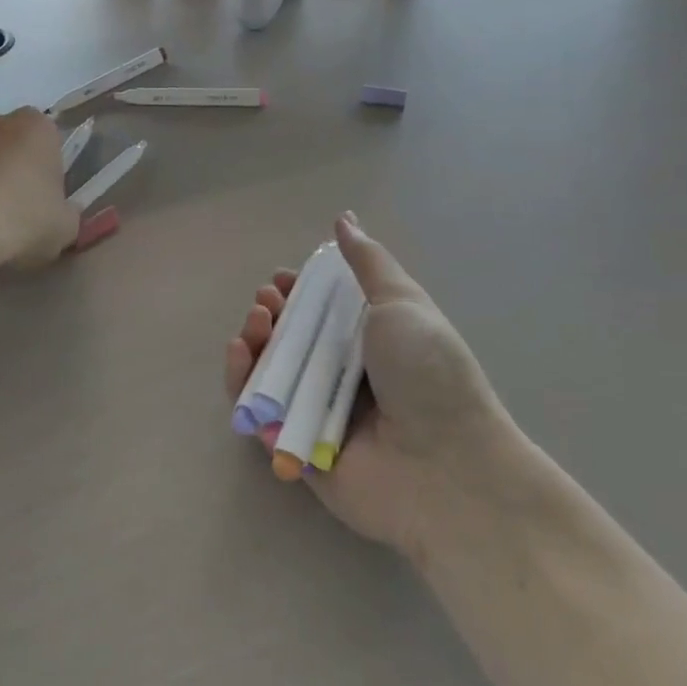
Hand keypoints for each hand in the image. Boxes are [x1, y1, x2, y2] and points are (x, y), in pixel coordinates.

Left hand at [0, 108, 80, 272]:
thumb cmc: (19, 221)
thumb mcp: (65, 228)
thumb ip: (66, 214)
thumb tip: (61, 214)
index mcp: (36, 127)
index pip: (49, 140)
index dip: (48, 170)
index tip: (46, 199)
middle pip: (9, 144)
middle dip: (12, 169)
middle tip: (16, 211)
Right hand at [224, 213, 521, 555]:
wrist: (447, 466)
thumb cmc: (428, 372)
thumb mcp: (401, 302)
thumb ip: (367, 262)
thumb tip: (345, 218)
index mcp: (370, 341)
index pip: (322, 310)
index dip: (298, 291)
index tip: (284, 279)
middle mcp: (343, 375)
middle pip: (292, 339)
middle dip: (272, 313)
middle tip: (267, 303)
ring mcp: (319, 412)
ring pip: (270, 372)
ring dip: (254, 342)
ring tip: (256, 324)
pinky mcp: (297, 448)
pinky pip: (258, 413)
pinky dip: (241, 383)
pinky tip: (239, 354)